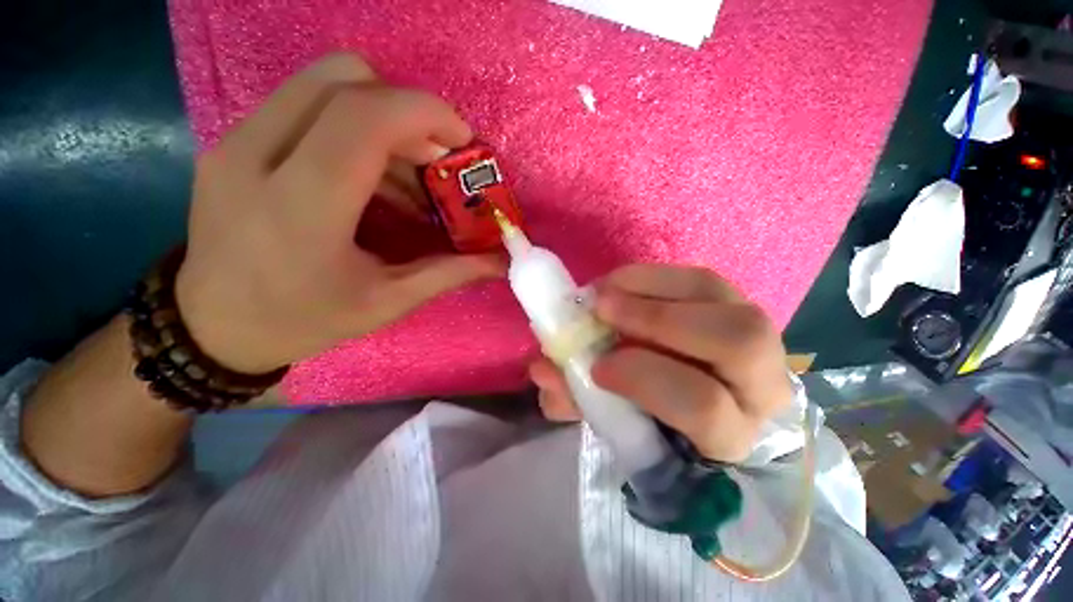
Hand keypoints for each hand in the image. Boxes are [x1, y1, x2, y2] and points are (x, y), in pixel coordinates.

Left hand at [175, 54, 503, 373]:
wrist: (212, 327)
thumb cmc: (304, 321)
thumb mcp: (387, 303)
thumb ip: (449, 273)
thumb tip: (499, 260)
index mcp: (300, 206)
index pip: (364, 116)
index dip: (426, 113)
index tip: (464, 143)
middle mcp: (257, 155)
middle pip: (344, 78)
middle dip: (407, 111)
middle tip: (435, 160)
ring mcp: (237, 141)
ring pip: (324, 83)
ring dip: (383, 120)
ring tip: (408, 177)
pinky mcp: (234, 141)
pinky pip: (306, 106)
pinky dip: (354, 129)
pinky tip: (372, 179)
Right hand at [530, 264, 792, 463]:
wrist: (691, 398)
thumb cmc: (651, 420)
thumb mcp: (611, 419)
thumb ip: (577, 399)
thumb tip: (542, 369)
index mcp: (728, 435)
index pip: (704, 406)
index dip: (644, 378)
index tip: (597, 366)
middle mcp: (759, 385)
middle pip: (736, 341)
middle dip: (656, 319)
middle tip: (600, 309)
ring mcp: (756, 335)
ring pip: (718, 298)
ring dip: (649, 288)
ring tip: (604, 292)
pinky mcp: (736, 303)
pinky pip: (699, 277)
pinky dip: (651, 276)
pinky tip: (619, 283)